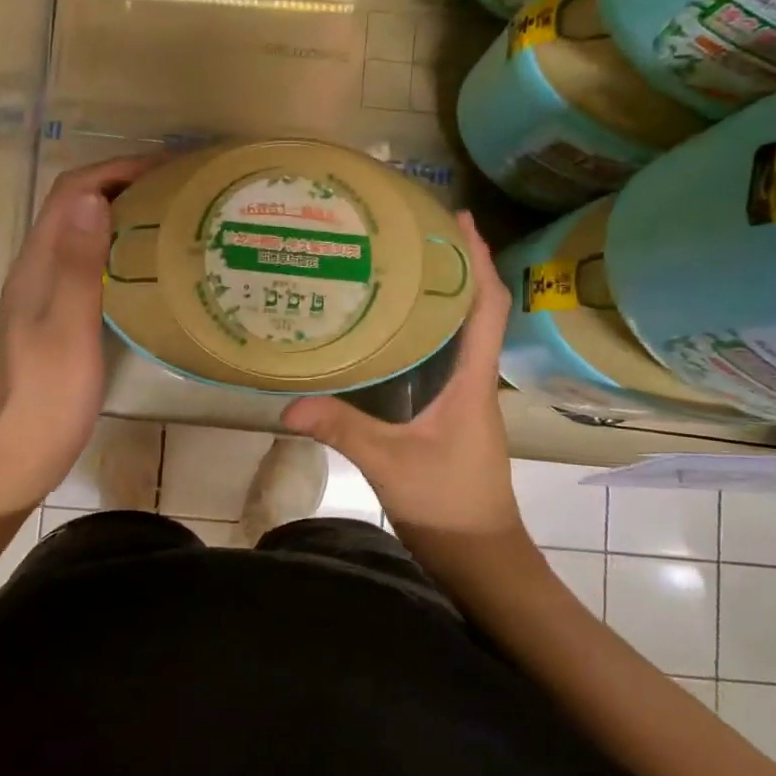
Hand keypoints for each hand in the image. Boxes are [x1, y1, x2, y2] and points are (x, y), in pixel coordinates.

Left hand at [0, 155, 155, 514]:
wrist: (16, 454)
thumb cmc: (46, 395)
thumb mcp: (67, 327)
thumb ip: (77, 263)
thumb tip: (92, 196)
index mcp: (36, 264)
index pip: (71, 192)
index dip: (115, 170)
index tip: (168, 169)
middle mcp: (37, 269)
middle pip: (76, 207)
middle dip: (123, 186)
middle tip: (180, 191)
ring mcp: (45, 294)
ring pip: (83, 235)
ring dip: (122, 216)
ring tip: (173, 219)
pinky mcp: (58, 318)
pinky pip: (89, 265)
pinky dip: (119, 251)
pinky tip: (148, 269)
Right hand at [282, 212, 524, 554]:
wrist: (479, 555)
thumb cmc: (448, 505)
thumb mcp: (389, 464)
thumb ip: (342, 430)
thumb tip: (289, 405)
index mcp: (472, 383)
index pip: (486, 308)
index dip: (478, 261)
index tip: (460, 221)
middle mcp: (474, 382)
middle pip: (475, 311)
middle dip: (456, 267)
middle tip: (416, 234)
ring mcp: (465, 399)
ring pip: (460, 335)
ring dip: (442, 299)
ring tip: (402, 269)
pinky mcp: (450, 415)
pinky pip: (444, 360)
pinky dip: (426, 334)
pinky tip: (392, 333)